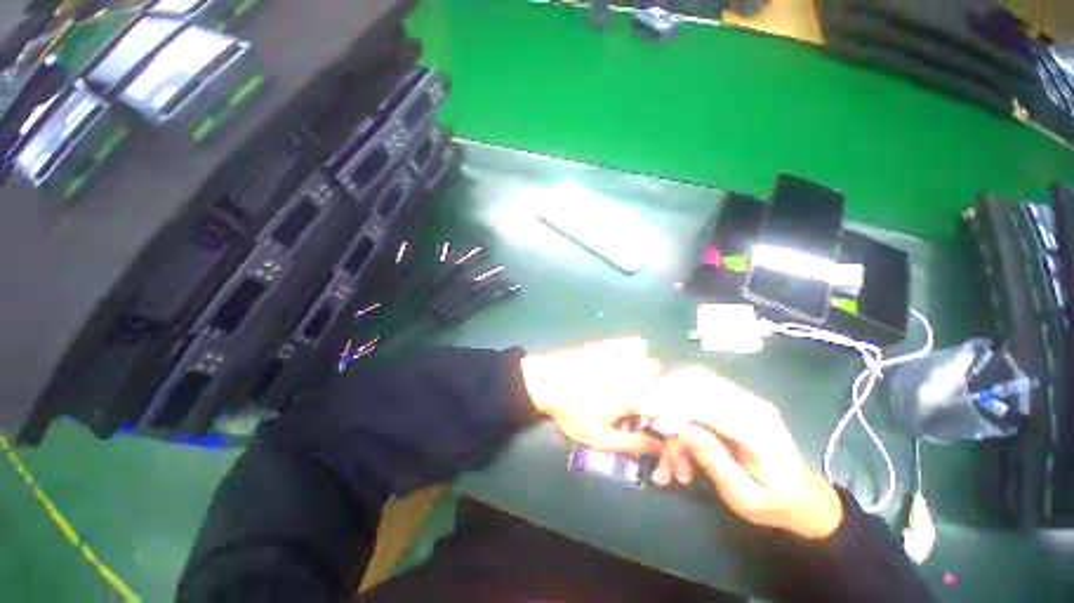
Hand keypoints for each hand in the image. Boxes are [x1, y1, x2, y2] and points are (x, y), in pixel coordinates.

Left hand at [521, 337, 663, 455]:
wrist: (547, 380)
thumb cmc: (572, 411)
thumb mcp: (599, 437)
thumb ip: (632, 443)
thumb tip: (660, 447)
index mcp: (635, 396)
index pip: (670, 403)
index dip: (668, 412)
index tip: (654, 418)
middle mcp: (636, 371)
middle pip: (661, 382)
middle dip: (653, 392)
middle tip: (634, 402)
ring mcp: (624, 354)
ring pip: (651, 361)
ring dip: (645, 372)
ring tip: (627, 381)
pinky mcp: (612, 343)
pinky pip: (637, 343)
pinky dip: (636, 352)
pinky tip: (624, 361)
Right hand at [652, 366, 843, 539]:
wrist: (806, 498)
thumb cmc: (775, 504)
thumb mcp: (743, 495)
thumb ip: (710, 457)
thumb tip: (672, 425)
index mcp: (757, 426)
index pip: (704, 399)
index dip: (670, 404)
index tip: (647, 420)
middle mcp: (749, 402)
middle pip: (694, 379)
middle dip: (664, 398)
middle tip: (651, 428)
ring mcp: (742, 397)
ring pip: (691, 381)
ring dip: (670, 404)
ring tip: (668, 447)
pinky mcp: (734, 399)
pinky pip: (696, 390)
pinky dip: (678, 407)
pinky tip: (677, 438)